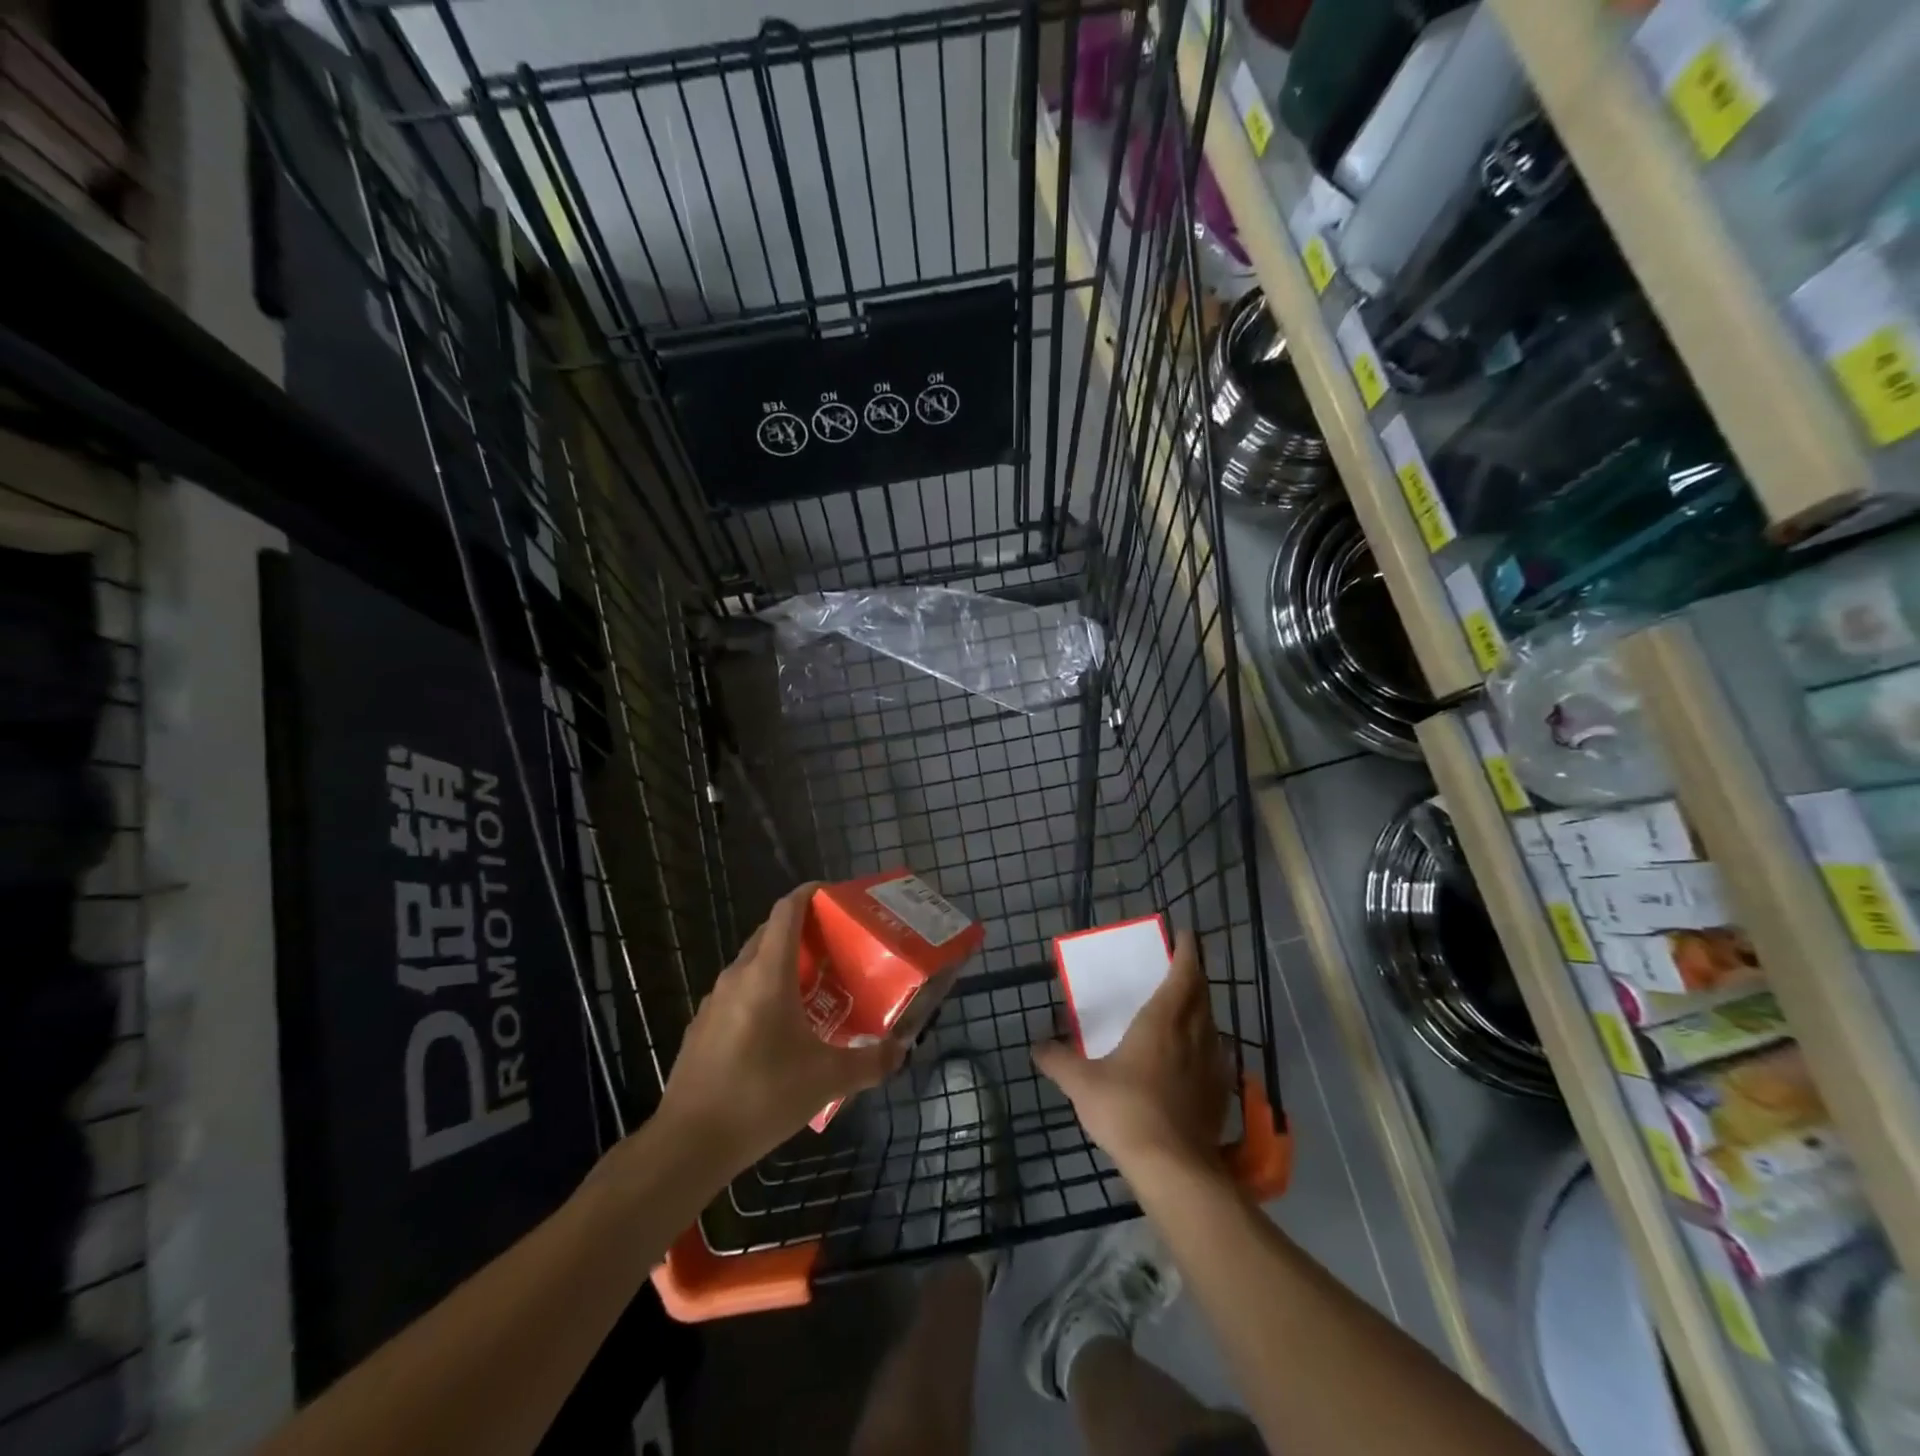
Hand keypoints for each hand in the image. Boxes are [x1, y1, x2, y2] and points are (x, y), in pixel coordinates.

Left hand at [656, 883, 905, 1171]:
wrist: (689, 1144)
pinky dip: (763, 990)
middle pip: (771, 933)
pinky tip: (781, 1026)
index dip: (809, 893)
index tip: (835, 895)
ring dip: (783, 962)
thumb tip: (902, 1051)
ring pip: (753, 963)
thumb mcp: (826, 1080)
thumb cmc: (761, 1096)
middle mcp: (738, 976)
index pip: (786, 911)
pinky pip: (739, 991)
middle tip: (837, 945)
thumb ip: (870, 1062)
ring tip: (816, 985)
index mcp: (767, 974)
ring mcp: (715, 1001)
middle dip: (803, 929)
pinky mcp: (703, 1026)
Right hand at [1034, 930, 1230, 1176]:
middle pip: (1202, 994)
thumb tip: (1035, 1045)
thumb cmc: (1126, 1110)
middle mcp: (1193, 1034)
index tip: (1186, 935)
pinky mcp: (1219, 1093)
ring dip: (1203, 1008)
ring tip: (1188, 1007)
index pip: (1183, 975)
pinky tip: (1197, 1057)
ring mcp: (1211, 1065)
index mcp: (1163, 1021)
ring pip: (1212, 1024)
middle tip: (1183, 966)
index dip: (1187, 952)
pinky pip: (1217, 1055)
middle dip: (1195, 976)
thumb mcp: (1081, 1084)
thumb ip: (1057, 1060)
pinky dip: (1208, 1043)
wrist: (1173, 1167)